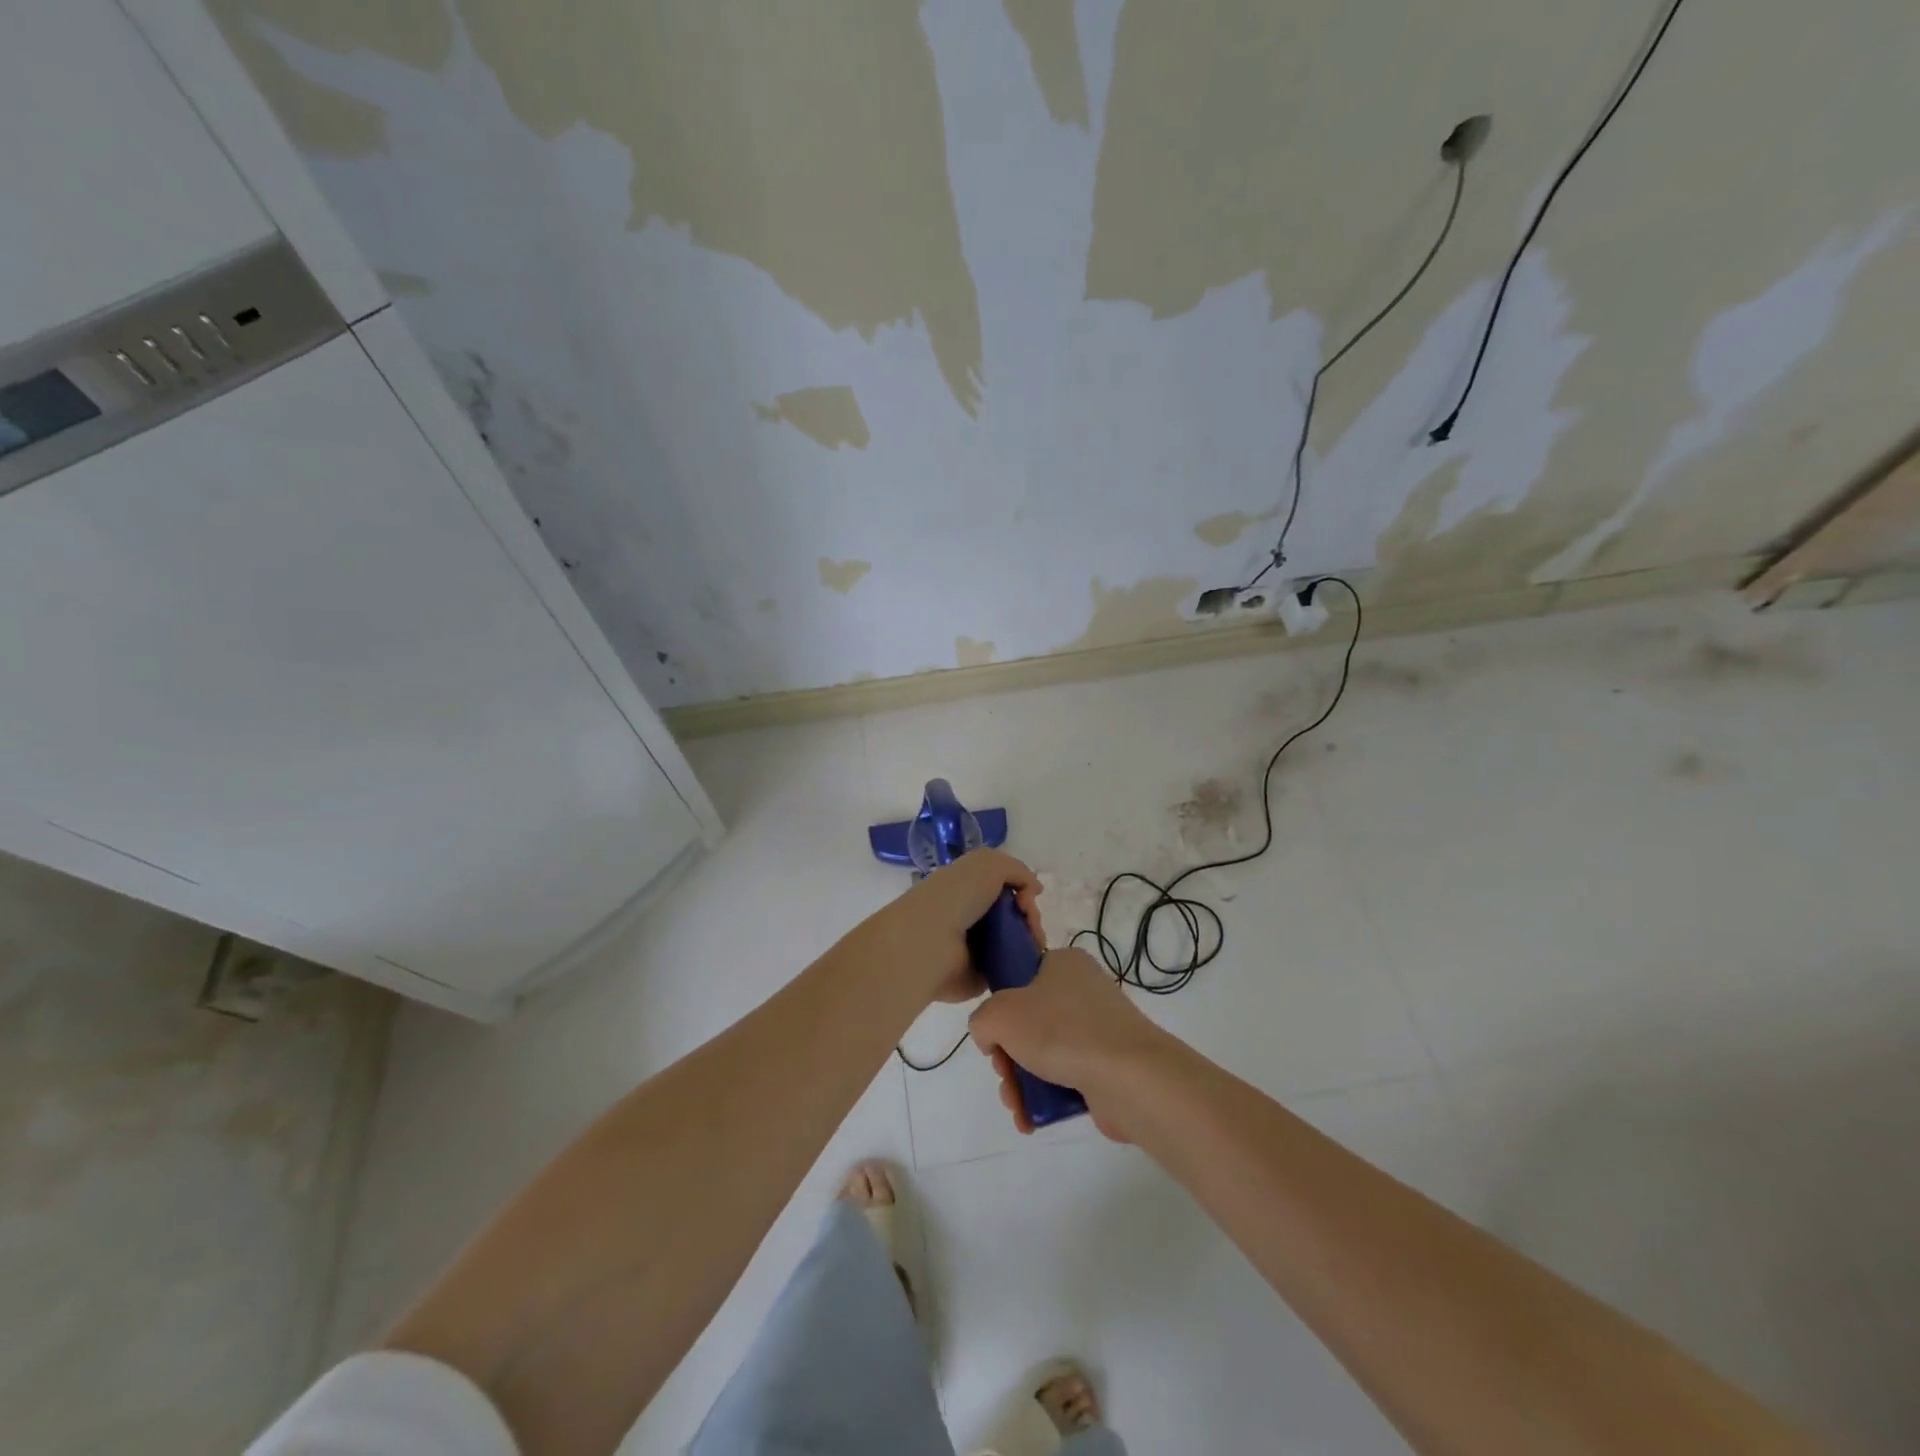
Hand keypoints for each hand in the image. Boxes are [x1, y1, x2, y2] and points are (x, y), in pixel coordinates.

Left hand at [853, 848, 1042, 1004]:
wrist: (930, 942)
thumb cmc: (956, 896)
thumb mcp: (988, 864)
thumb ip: (1017, 870)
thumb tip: (1035, 890)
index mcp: (967, 888)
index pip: (1004, 889)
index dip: (1022, 891)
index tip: (1028, 898)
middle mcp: (971, 916)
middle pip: (1014, 915)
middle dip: (1031, 917)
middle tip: (1032, 924)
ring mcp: (976, 948)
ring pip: (1017, 941)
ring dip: (1031, 939)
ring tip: (1034, 943)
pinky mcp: (981, 976)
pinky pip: (1011, 967)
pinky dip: (1024, 963)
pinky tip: (1029, 960)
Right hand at [968, 947, 1172, 1140]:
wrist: (1129, 1077)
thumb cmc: (1061, 1030)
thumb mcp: (999, 1014)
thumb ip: (982, 1020)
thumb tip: (993, 1040)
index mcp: (1064, 963)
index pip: (1021, 978)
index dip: (1001, 1008)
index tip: (995, 1035)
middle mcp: (1084, 990)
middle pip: (1028, 1022)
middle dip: (1008, 1056)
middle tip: (1004, 1075)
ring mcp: (1100, 1029)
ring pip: (1044, 1053)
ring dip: (1021, 1082)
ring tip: (1017, 1107)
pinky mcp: (1109, 1065)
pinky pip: (1066, 1077)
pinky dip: (1045, 1097)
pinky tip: (1031, 1118)